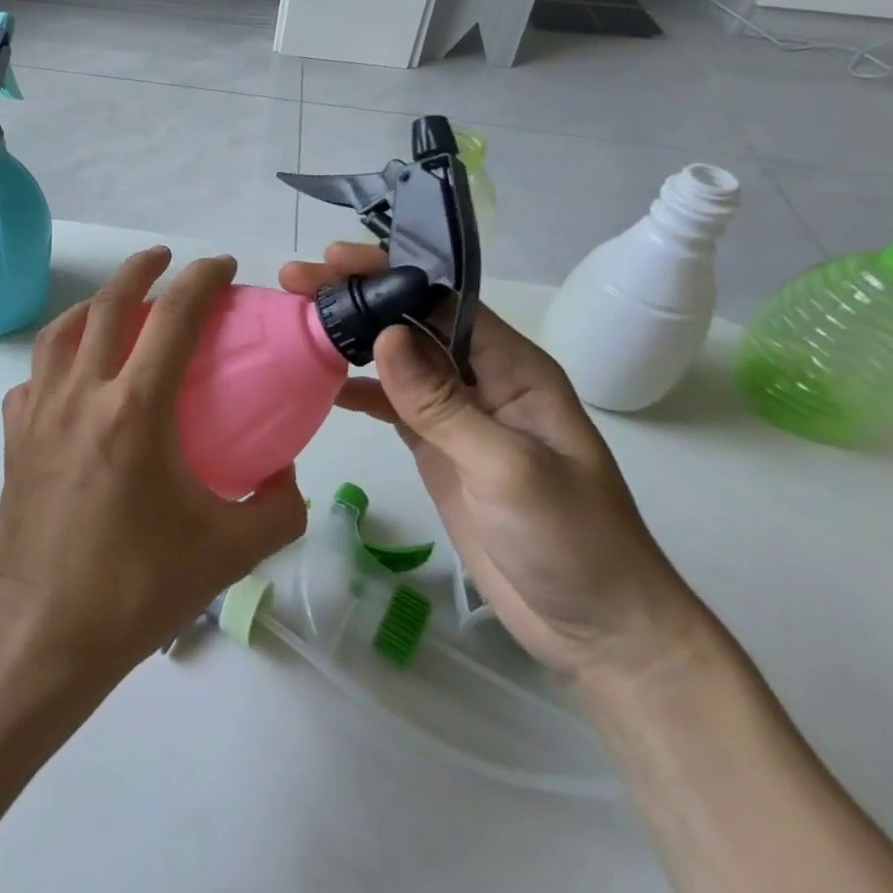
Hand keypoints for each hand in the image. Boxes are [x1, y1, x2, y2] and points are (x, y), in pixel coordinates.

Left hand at [0, 247, 307, 680]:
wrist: (45, 633)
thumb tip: (287, 473)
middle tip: (166, 258)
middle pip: (108, 303)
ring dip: (93, 304)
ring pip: (61, 330)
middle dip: (141, 268)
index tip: (223, 266)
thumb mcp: (229, 551)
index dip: (201, 279)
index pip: (173, 317)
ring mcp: (39, 411)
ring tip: (117, 304)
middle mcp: (82, 394)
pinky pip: (35, 377)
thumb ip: (277, 506)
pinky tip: (74, 377)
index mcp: (135, 409)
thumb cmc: (138, 588)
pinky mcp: (14, 435)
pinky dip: (58, 360)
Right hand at [279, 243, 708, 687]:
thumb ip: (443, 404)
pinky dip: (354, 389)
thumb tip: (385, 336)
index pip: (441, 299)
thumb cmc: (573, 542)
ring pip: (394, 358)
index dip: (388, 273)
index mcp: (511, 366)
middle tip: (295, 282)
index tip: (334, 261)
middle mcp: (480, 377)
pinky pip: (389, 403)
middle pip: (409, 320)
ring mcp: (455, 414)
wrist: (598, 631)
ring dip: (348, 337)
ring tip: (294, 321)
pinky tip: (317, 382)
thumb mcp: (509, 468)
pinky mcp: (435, 448)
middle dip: (356, 296)